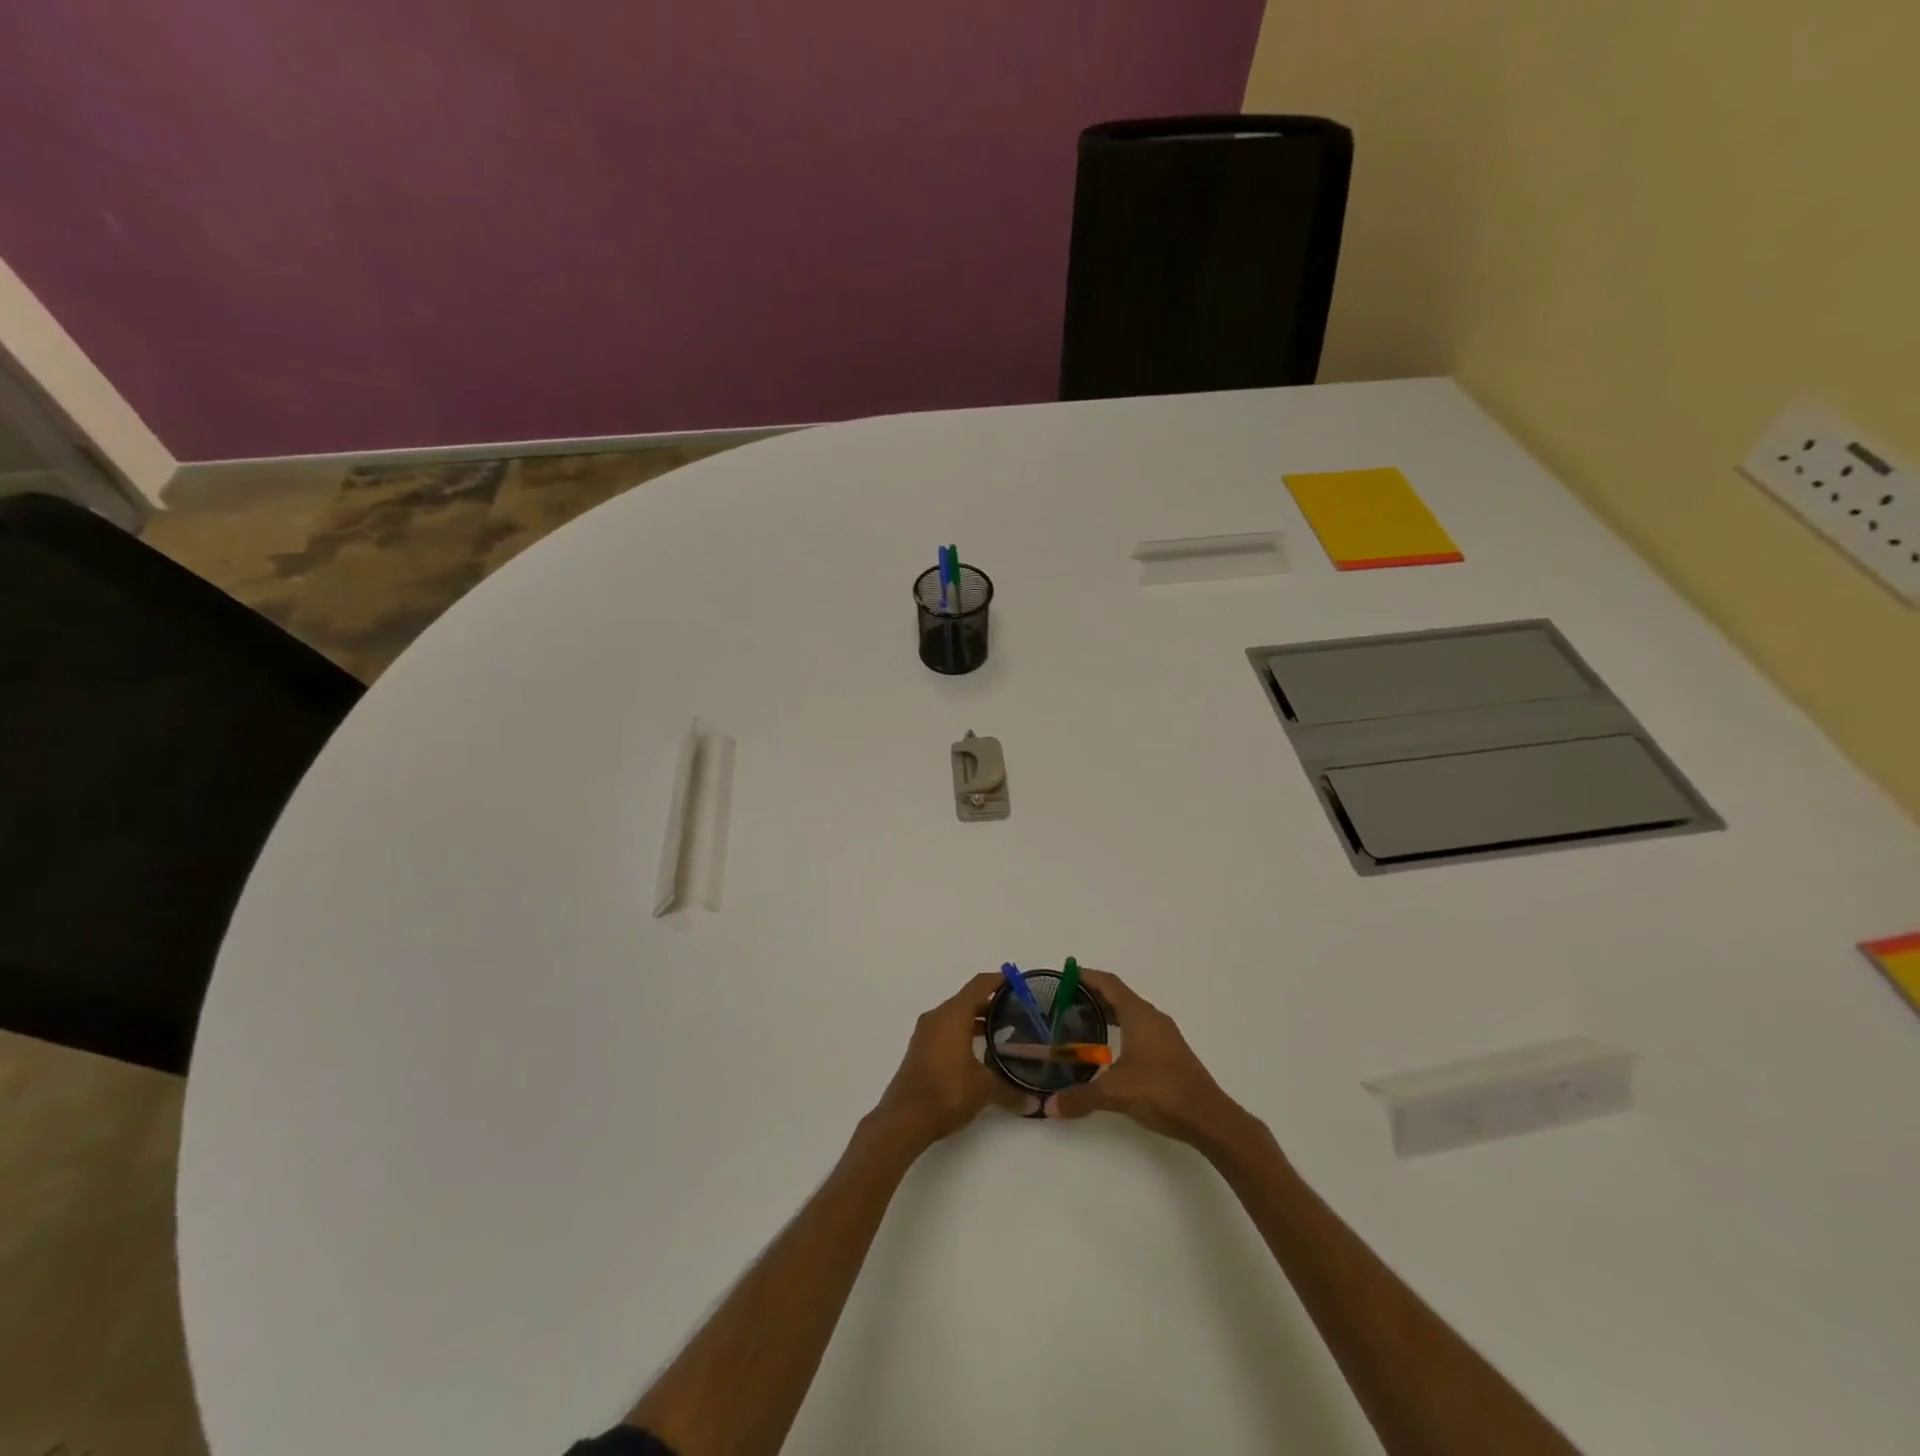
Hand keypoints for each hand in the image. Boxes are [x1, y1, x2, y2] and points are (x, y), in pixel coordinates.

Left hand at [870, 973, 1036, 1151]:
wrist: (904, 1119)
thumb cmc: (947, 1092)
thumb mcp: (985, 1089)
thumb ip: (1011, 1090)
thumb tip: (1035, 1103)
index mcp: (953, 1015)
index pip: (979, 985)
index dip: (999, 981)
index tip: (1018, 983)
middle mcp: (937, 1017)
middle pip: (967, 999)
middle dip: (991, 1003)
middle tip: (1017, 1011)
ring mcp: (925, 1033)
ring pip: (956, 1016)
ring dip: (977, 1020)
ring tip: (1002, 1032)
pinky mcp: (920, 1050)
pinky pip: (946, 1030)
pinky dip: (964, 1032)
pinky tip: (979, 1052)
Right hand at [1045, 969, 1253, 1150]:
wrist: (1207, 1117)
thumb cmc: (1160, 1091)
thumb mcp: (1114, 1093)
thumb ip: (1079, 1097)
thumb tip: (1048, 1106)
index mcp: (1138, 1015)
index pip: (1109, 983)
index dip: (1086, 976)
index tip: (1064, 976)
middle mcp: (1152, 1018)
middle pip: (1118, 996)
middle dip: (1092, 996)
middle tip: (1064, 1003)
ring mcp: (1164, 1035)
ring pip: (1130, 1014)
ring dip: (1107, 1014)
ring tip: (1081, 1025)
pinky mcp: (1170, 1053)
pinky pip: (1139, 1030)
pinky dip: (1120, 1030)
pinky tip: (1108, 1051)